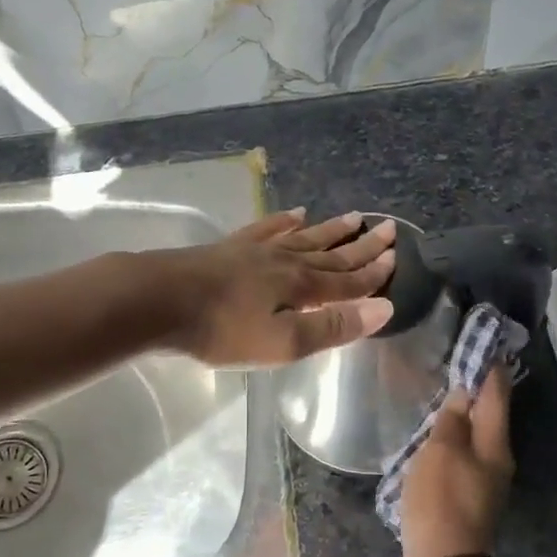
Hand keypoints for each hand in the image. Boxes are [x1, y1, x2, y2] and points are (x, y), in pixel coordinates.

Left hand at [154, 209, 396, 368]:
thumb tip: (384, 308)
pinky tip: (294, 214)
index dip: (373, 273)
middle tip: (388, 227)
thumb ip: (332, 327)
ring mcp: (256, 250)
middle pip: (330, 253)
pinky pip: (267, 229)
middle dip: (361, 245)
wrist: (160, 300)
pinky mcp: (230, 248)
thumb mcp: (282, 342)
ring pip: (303, 237)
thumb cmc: (222, 330)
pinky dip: (284, 221)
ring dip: (330, 230)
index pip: (347, 280)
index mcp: (301, 287)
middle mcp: (285, 261)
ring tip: (353, 216)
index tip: (396, 257)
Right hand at [401, 368, 513, 556]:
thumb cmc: (441, 499)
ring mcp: (486, 479)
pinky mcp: (471, 494)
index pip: (496, 396)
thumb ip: (453, 419)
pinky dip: (458, 436)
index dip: (490, 370)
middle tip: (463, 363)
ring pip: (479, 434)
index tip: (486, 344)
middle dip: (480, 389)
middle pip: (491, 415)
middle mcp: (498, 459)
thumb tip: (465, 391)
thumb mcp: (441, 451)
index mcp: (495, 444)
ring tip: (448, 392)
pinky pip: (467, 453)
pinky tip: (441, 431)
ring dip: (467, 413)